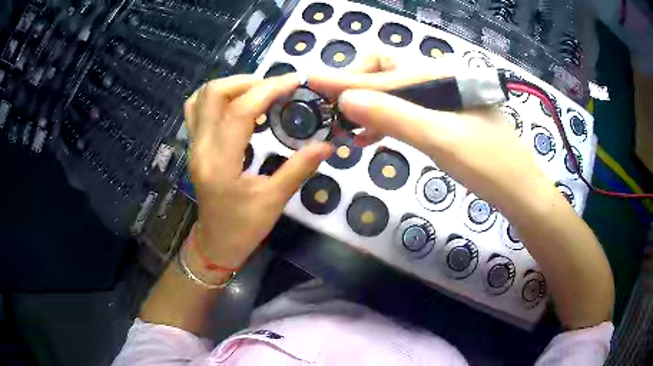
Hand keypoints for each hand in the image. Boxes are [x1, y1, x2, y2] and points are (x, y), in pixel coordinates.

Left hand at [184, 74, 332, 272]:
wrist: (215, 243)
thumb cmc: (243, 228)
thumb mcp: (274, 201)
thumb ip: (299, 169)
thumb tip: (328, 145)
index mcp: (220, 164)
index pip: (239, 111)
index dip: (268, 90)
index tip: (293, 81)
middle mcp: (201, 148)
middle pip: (213, 94)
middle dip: (247, 81)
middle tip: (275, 88)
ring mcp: (193, 146)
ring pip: (200, 97)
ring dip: (230, 86)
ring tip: (257, 92)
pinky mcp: (194, 147)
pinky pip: (196, 109)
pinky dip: (217, 97)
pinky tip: (238, 104)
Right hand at [310, 57, 555, 215]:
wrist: (520, 193)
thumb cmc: (489, 166)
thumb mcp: (441, 139)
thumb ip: (394, 116)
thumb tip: (344, 100)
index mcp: (441, 76)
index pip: (384, 72)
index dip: (346, 79)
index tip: (312, 82)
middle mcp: (440, 80)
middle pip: (387, 72)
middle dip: (356, 86)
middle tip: (332, 108)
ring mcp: (442, 100)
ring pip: (394, 93)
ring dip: (367, 105)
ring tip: (342, 125)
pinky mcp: (443, 119)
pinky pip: (406, 112)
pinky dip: (384, 121)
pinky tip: (367, 137)